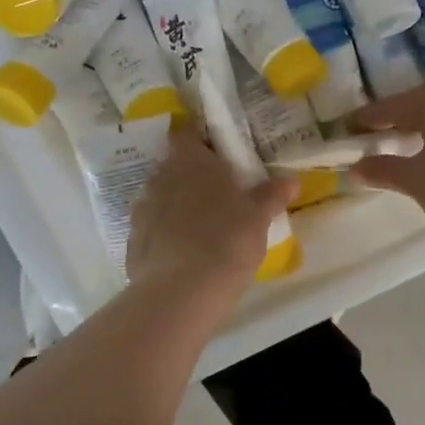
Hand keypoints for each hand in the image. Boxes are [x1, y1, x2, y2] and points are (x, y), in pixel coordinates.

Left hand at [128, 119, 294, 288]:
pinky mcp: (133, 240)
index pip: (186, 132)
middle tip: (219, 191)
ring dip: (178, 203)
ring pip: (162, 196)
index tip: (217, 151)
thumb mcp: (258, 217)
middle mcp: (160, 177)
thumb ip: (271, 195)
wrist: (181, 292)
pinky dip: (166, 233)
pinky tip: (185, 252)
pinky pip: (153, 227)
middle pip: (174, 165)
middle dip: (193, 174)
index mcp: (190, 161)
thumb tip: (291, 181)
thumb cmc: (227, 240)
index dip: (199, 138)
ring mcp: (142, 209)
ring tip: (203, 224)